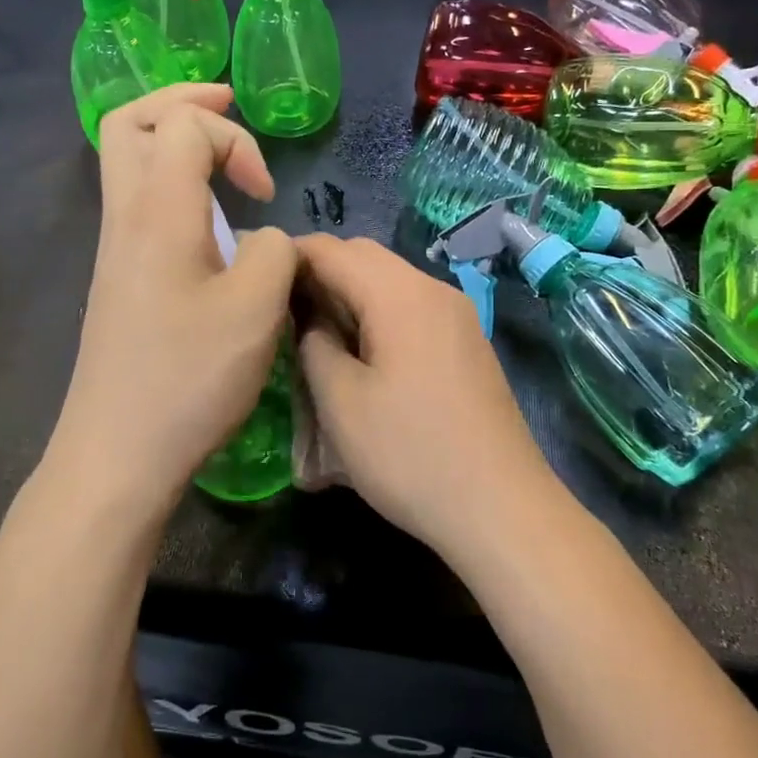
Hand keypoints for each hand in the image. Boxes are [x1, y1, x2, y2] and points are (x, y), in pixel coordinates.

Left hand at [50, 85, 296, 511]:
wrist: (118, 450)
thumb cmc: (189, 378)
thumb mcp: (257, 309)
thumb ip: (276, 251)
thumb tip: (264, 238)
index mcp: (157, 212)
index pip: (184, 123)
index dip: (234, 139)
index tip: (264, 194)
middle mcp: (124, 217)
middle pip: (127, 121)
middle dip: (181, 100)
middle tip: (228, 105)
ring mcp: (114, 249)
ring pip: (125, 161)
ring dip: (171, 141)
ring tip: (221, 156)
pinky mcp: (117, 279)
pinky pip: (134, 201)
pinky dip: (169, 183)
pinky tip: (207, 220)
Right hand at [295, 234, 565, 556]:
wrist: (502, 508)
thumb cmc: (410, 455)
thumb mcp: (341, 403)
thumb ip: (314, 345)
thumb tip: (312, 321)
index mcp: (400, 295)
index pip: (332, 250)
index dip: (289, 256)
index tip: (255, 280)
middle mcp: (433, 290)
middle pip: (364, 256)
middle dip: (319, 271)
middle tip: (281, 309)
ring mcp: (457, 315)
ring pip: (390, 281)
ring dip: (348, 294)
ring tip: (313, 332)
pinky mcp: (466, 342)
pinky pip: (411, 307)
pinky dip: (377, 312)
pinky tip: (360, 351)